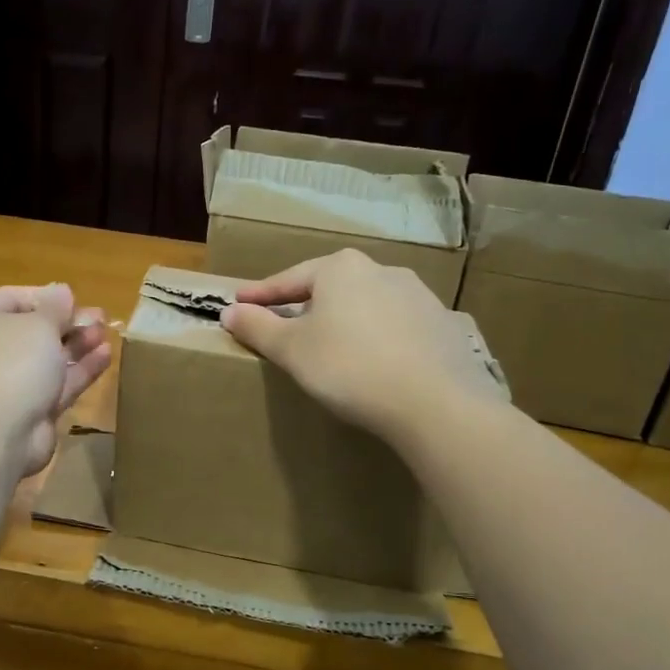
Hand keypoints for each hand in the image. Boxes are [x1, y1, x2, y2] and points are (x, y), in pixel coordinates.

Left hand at [0, 283, 112, 476]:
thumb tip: (61, 290)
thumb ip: (56, 306)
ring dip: (79, 344)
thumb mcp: (40, 323)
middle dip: (69, 322)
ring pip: (50, 357)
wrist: (0, 431)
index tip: (75, 300)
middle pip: (36, 329)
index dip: (48, 297)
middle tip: (101, 317)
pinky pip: (60, 382)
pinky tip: (106, 355)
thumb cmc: (15, 362)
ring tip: (107, 333)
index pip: (15, 297)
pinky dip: (81, 368)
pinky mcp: (33, 407)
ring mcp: (13, 380)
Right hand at [221, 250, 500, 443]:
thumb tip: (229, 312)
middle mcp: (381, 270)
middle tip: (284, 326)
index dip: (261, 294)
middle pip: (330, 288)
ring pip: (365, 306)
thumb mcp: (291, 350)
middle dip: (305, 306)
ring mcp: (417, 296)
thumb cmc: (348, 367)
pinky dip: (376, 339)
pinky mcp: (441, 325)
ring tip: (331, 347)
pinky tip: (373, 363)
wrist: (434, 400)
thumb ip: (257, 328)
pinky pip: (395, 328)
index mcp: (340, 268)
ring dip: (343, 322)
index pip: (289, 279)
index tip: (240, 303)